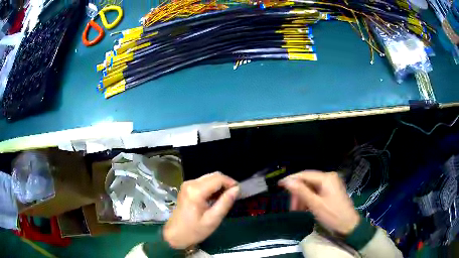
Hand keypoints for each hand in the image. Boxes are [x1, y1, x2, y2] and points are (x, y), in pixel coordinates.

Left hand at [163, 172, 239, 248]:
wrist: (175, 235)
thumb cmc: (194, 230)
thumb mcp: (213, 220)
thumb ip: (225, 202)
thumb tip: (236, 189)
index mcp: (196, 191)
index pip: (218, 179)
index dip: (231, 182)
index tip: (239, 192)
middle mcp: (190, 183)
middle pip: (214, 176)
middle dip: (226, 183)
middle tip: (234, 195)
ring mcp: (187, 185)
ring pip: (209, 178)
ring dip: (219, 185)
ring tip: (226, 198)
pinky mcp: (186, 188)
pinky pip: (203, 182)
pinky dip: (212, 187)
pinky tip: (215, 198)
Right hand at [279, 171, 359, 235]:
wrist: (348, 225)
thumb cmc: (332, 215)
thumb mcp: (315, 205)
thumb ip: (301, 192)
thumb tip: (287, 181)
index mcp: (326, 178)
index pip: (305, 174)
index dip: (291, 179)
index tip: (279, 185)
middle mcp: (329, 177)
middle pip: (308, 181)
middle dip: (298, 193)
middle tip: (292, 207)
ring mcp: (331, 184)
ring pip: (311, 187)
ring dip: (303, 197)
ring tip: (298, 210)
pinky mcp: (331, 191)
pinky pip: (316, 191)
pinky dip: (309, 199)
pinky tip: (305, 208)